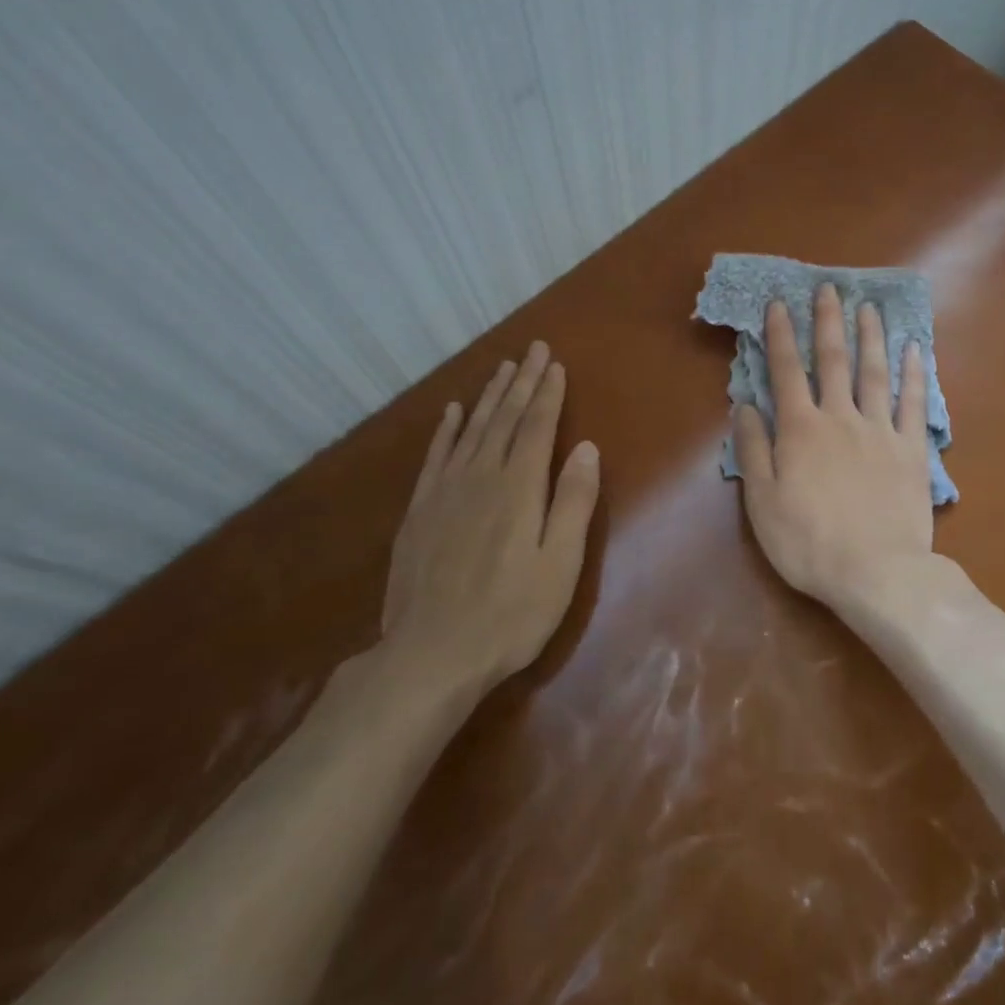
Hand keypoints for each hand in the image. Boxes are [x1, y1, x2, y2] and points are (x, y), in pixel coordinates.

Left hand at [382, 342, 601, 696]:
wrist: (431, 654)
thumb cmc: (511, 614)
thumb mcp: (560, 563)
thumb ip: (573, 502)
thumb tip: (586, 448)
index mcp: (519, 488)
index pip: (536, 427)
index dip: (547, 394)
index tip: (554, 364)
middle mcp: (480, 477)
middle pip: (504, 419)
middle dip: (522, 382)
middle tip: (532, 350)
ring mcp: (444, 492)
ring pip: (471, 430)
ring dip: (488, 397)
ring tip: (502, 369)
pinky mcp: (419, 511)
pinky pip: (435, 456)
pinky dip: (446, 430)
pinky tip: (452, 413)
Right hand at [733, 283, 933, 606]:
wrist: (876, 572)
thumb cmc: (808, 542)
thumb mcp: (762, 501)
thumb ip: (754, 449)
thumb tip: (745, 405)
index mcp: (801, 429)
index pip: (787, 371)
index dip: (781, 335)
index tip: (779, 304)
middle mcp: (840, 417)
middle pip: (834, 360)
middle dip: (828, 321)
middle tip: (829, 287)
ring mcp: (880, 431)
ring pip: (875, 372)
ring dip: (870, 336)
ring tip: (868, 307)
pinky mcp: (912, 450)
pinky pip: (913, 403)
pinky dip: (915, 374)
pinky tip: (915, 350)